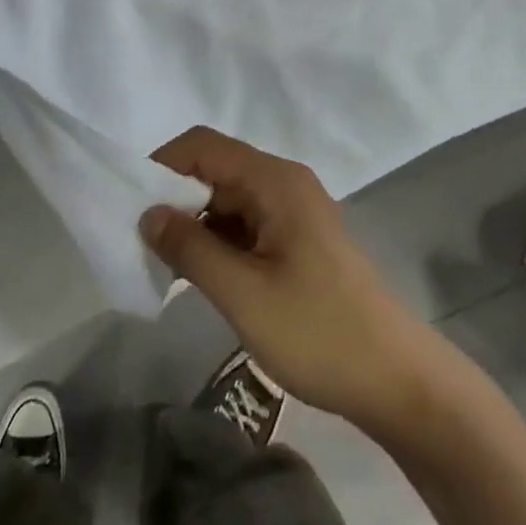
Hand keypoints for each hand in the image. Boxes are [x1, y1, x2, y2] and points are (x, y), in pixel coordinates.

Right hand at [141, 127, 440, 435]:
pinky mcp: (300, 238)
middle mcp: (285, 182)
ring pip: (230, 198)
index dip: (162, 165)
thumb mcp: (243, 294)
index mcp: (274, 180)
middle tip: (142, 241)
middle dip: (176, 197)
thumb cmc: (318, 331)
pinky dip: (220, 239)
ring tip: (166, 264)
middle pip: (217, 168)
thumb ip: (191, 249)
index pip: (204, 145)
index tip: (129, 203)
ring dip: (197, 222)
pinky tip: (203, 274)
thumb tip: (148, 213)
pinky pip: (248, 222)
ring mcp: (295, 210)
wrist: (396, 379)